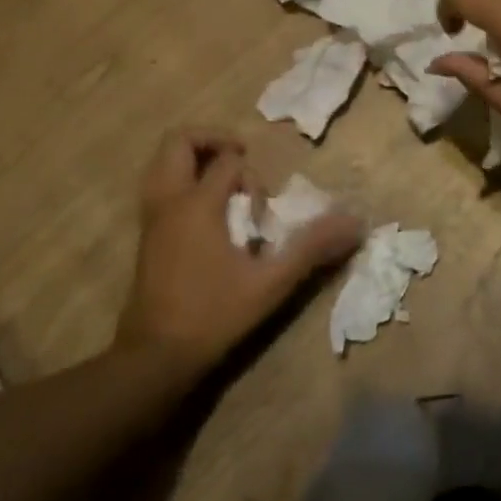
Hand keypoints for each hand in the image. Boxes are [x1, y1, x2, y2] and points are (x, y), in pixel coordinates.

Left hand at [115, 129, 362, 371]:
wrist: (153, 359)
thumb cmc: (212, 316)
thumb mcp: (270, 283)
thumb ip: (311, 248)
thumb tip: (355, 222)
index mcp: (197, 203)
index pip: (228, 161)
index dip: (252, 176)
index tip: (264, 211)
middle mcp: (168, 200)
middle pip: (179, 141)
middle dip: (213, 140)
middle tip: (240, 160)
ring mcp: (151, 216)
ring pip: (163, 161)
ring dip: (194, 159)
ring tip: (225, 182)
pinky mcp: (145, 233)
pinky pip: (160, 184)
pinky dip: (182, 180)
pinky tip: (208, 213)